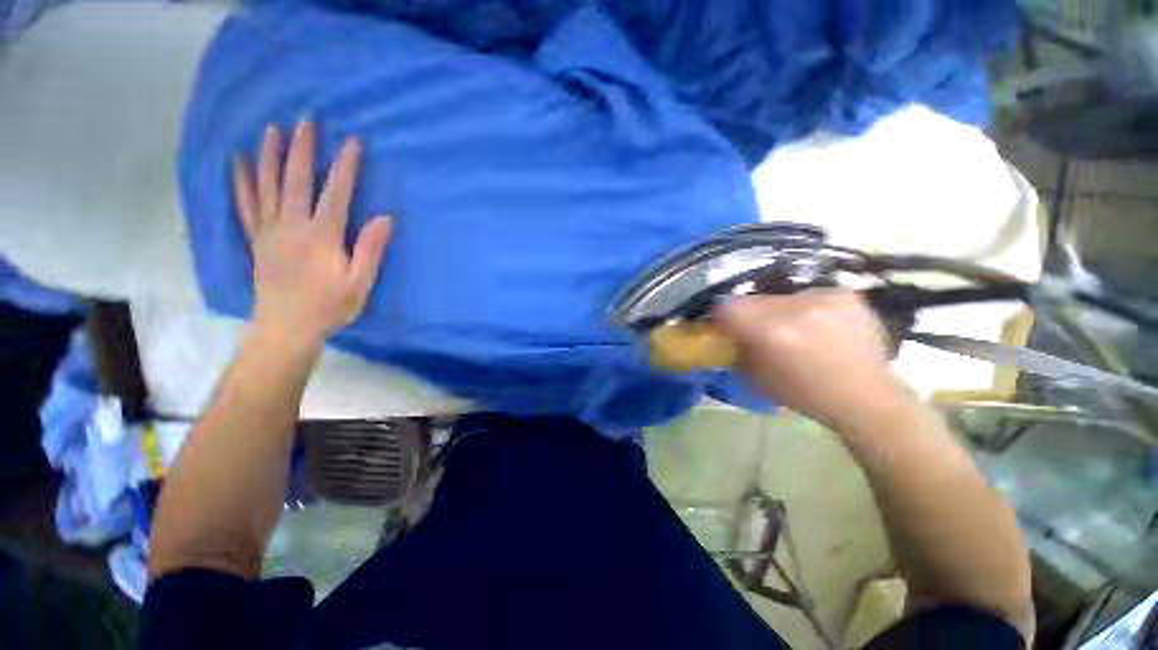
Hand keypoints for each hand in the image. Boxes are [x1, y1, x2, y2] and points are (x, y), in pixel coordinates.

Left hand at [232, 121, 392, 347]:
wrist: (286, 328)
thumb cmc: (330, 307)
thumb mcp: (360, 283)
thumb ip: (370, 249)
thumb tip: (385, 218)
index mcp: (321, 236)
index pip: (336, 193)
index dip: (345, 166)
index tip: (352, 141)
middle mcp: (292, 226)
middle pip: (297, 180)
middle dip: (303, 149)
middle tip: (305, 121)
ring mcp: (269, 231)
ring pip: (267, 185)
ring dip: (270, 155)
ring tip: (271, 129)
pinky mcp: (257, 239)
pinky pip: (246, 204)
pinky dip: (241, 181)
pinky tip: (238, 162)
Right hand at [714, 289, 911, 430]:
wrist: (867, 399)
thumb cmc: (806, 395)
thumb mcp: (758, 378)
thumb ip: (736, 350)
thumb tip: (723, 334)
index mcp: (773, 332)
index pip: (728, 306)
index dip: (722, 317)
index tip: (726, 327)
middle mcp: (797, 308)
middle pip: (753, 299)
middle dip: (750, 315)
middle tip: (759, 331)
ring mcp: (824, 298)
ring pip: (780, 297)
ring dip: (778, 311)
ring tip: (793, 330)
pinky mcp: (845, 295)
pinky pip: (808, 295)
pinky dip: (804, 308)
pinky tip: (817, 326)